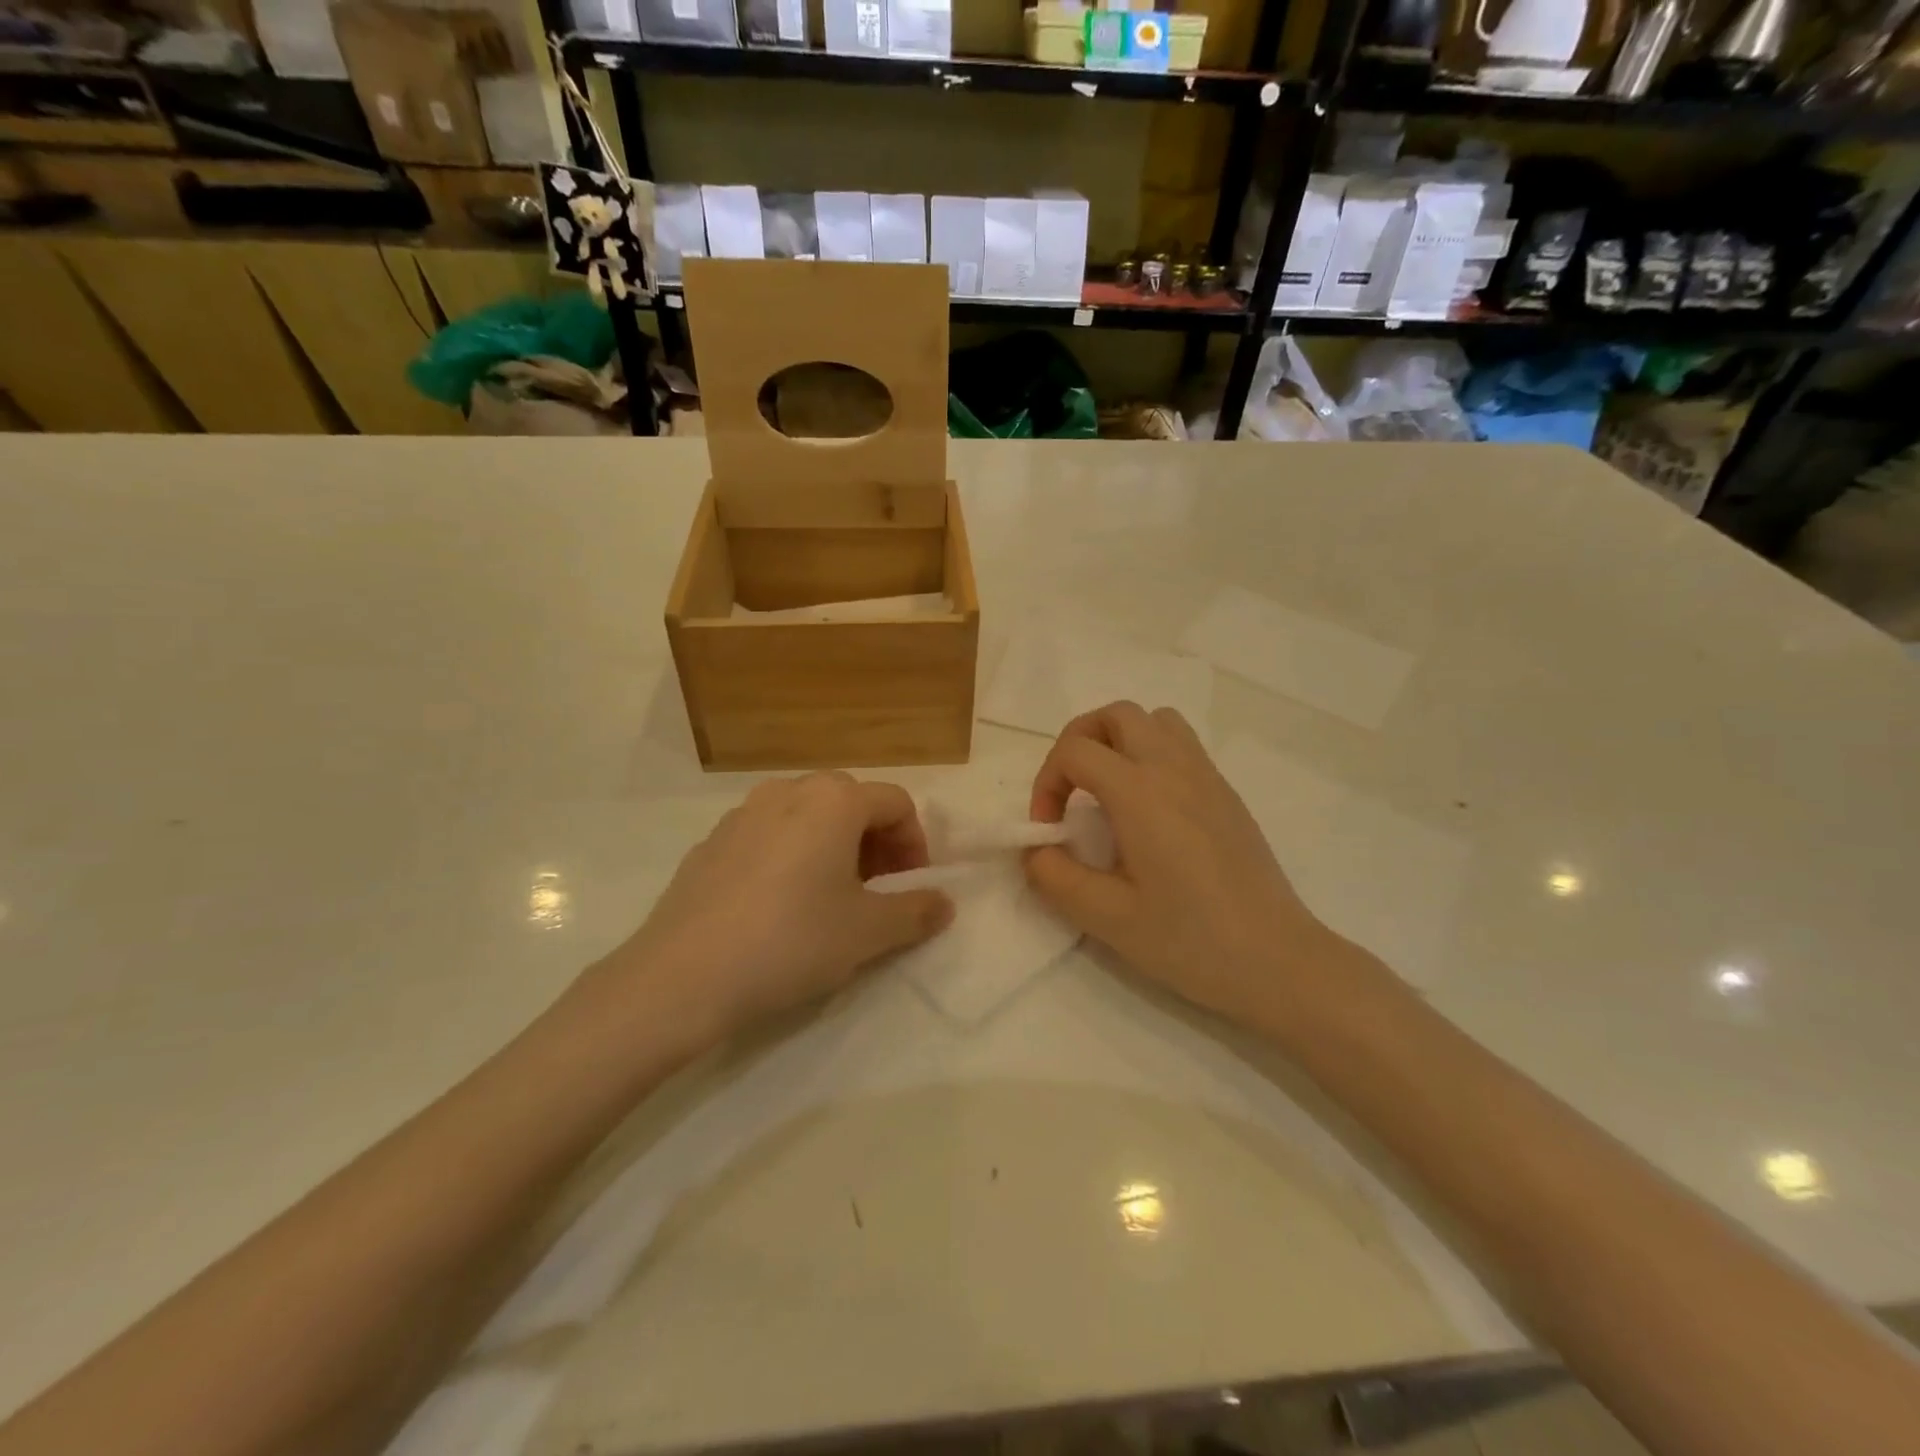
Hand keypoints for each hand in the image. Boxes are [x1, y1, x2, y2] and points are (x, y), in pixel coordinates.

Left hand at [594, 773, 953, 1043]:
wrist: (682, 976)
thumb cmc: (791, 942)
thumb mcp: (867, 932)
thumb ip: (915, 911)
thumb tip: (945, 902)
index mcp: (833, 801)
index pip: (895, 802)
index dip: (915, 843)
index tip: (911, 886)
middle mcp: (788, 791)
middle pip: (850, 801)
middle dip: (875, 840)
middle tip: (877, 889)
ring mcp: (743, 814)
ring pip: (806, 815)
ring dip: (832, 844)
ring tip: (830, 896)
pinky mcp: (711, 842)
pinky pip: (768, 835)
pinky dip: (790, 854)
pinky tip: (779, 905)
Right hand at [1025, 702, 1340, 1027]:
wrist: (1278, 961)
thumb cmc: (1190, 941)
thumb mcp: (1108, 918)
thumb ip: (1057, 877)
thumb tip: (1034, 851)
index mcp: (1141, 793)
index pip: (1076, 751)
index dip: (1047, 782)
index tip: (1049, 830)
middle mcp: (1174, 769)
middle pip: (1117, 714)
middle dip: (1079, 741)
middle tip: (1069, 790)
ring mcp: (1207, 778)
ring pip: (1155, 721)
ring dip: (1119, 740)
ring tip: (1107, 790)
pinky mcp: (1227, 795)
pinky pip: (1183, 746)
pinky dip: (1151, 755)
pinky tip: (1149, 811)